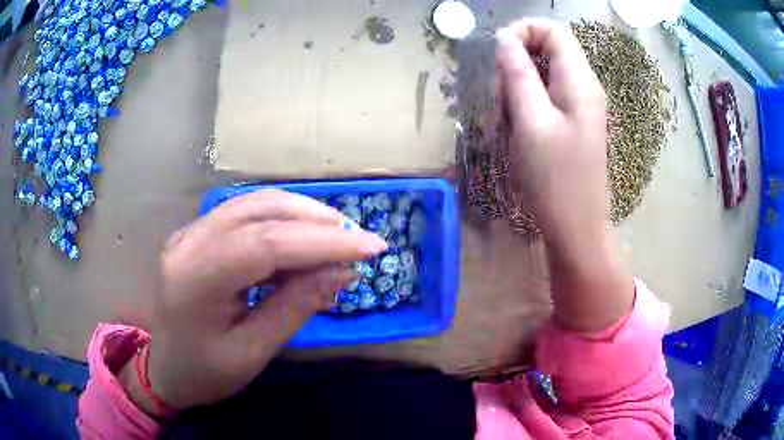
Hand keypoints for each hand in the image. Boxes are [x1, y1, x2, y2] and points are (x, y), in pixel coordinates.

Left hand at [120, 189, 387, 413]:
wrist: (164, 368)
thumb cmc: (204, 373)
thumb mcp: (253, 352)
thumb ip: (295, 307)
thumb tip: (342, 272)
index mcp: (196, 279)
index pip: (266, 243)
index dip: (323, 241)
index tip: (371, 247)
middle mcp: (189, 243)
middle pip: (260, 210)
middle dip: (316, 220)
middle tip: (358, 240)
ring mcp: (190, 233)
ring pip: (253, 204)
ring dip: (301, 215)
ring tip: (338, 237)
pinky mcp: (197, 234)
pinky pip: (244, 215)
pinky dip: (281, 222)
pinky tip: (303, 241)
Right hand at [497, 19, 607, 250]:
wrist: (576, 229)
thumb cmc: (554, 179)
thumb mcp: (530, 122)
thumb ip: (517, 74)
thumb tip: (504, 39)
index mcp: (579, 81)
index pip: (552, 30)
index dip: (522, 31)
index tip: (497, 55)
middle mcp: (583, 88)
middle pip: (544, 52)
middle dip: (514, 68)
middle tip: (500, 101)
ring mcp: (578, 107)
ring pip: (539, 77)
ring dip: (515, 93)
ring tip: (507, 126)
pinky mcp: (571, 124)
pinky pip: (542, 100)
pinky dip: (524, 110)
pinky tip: (516, 135)